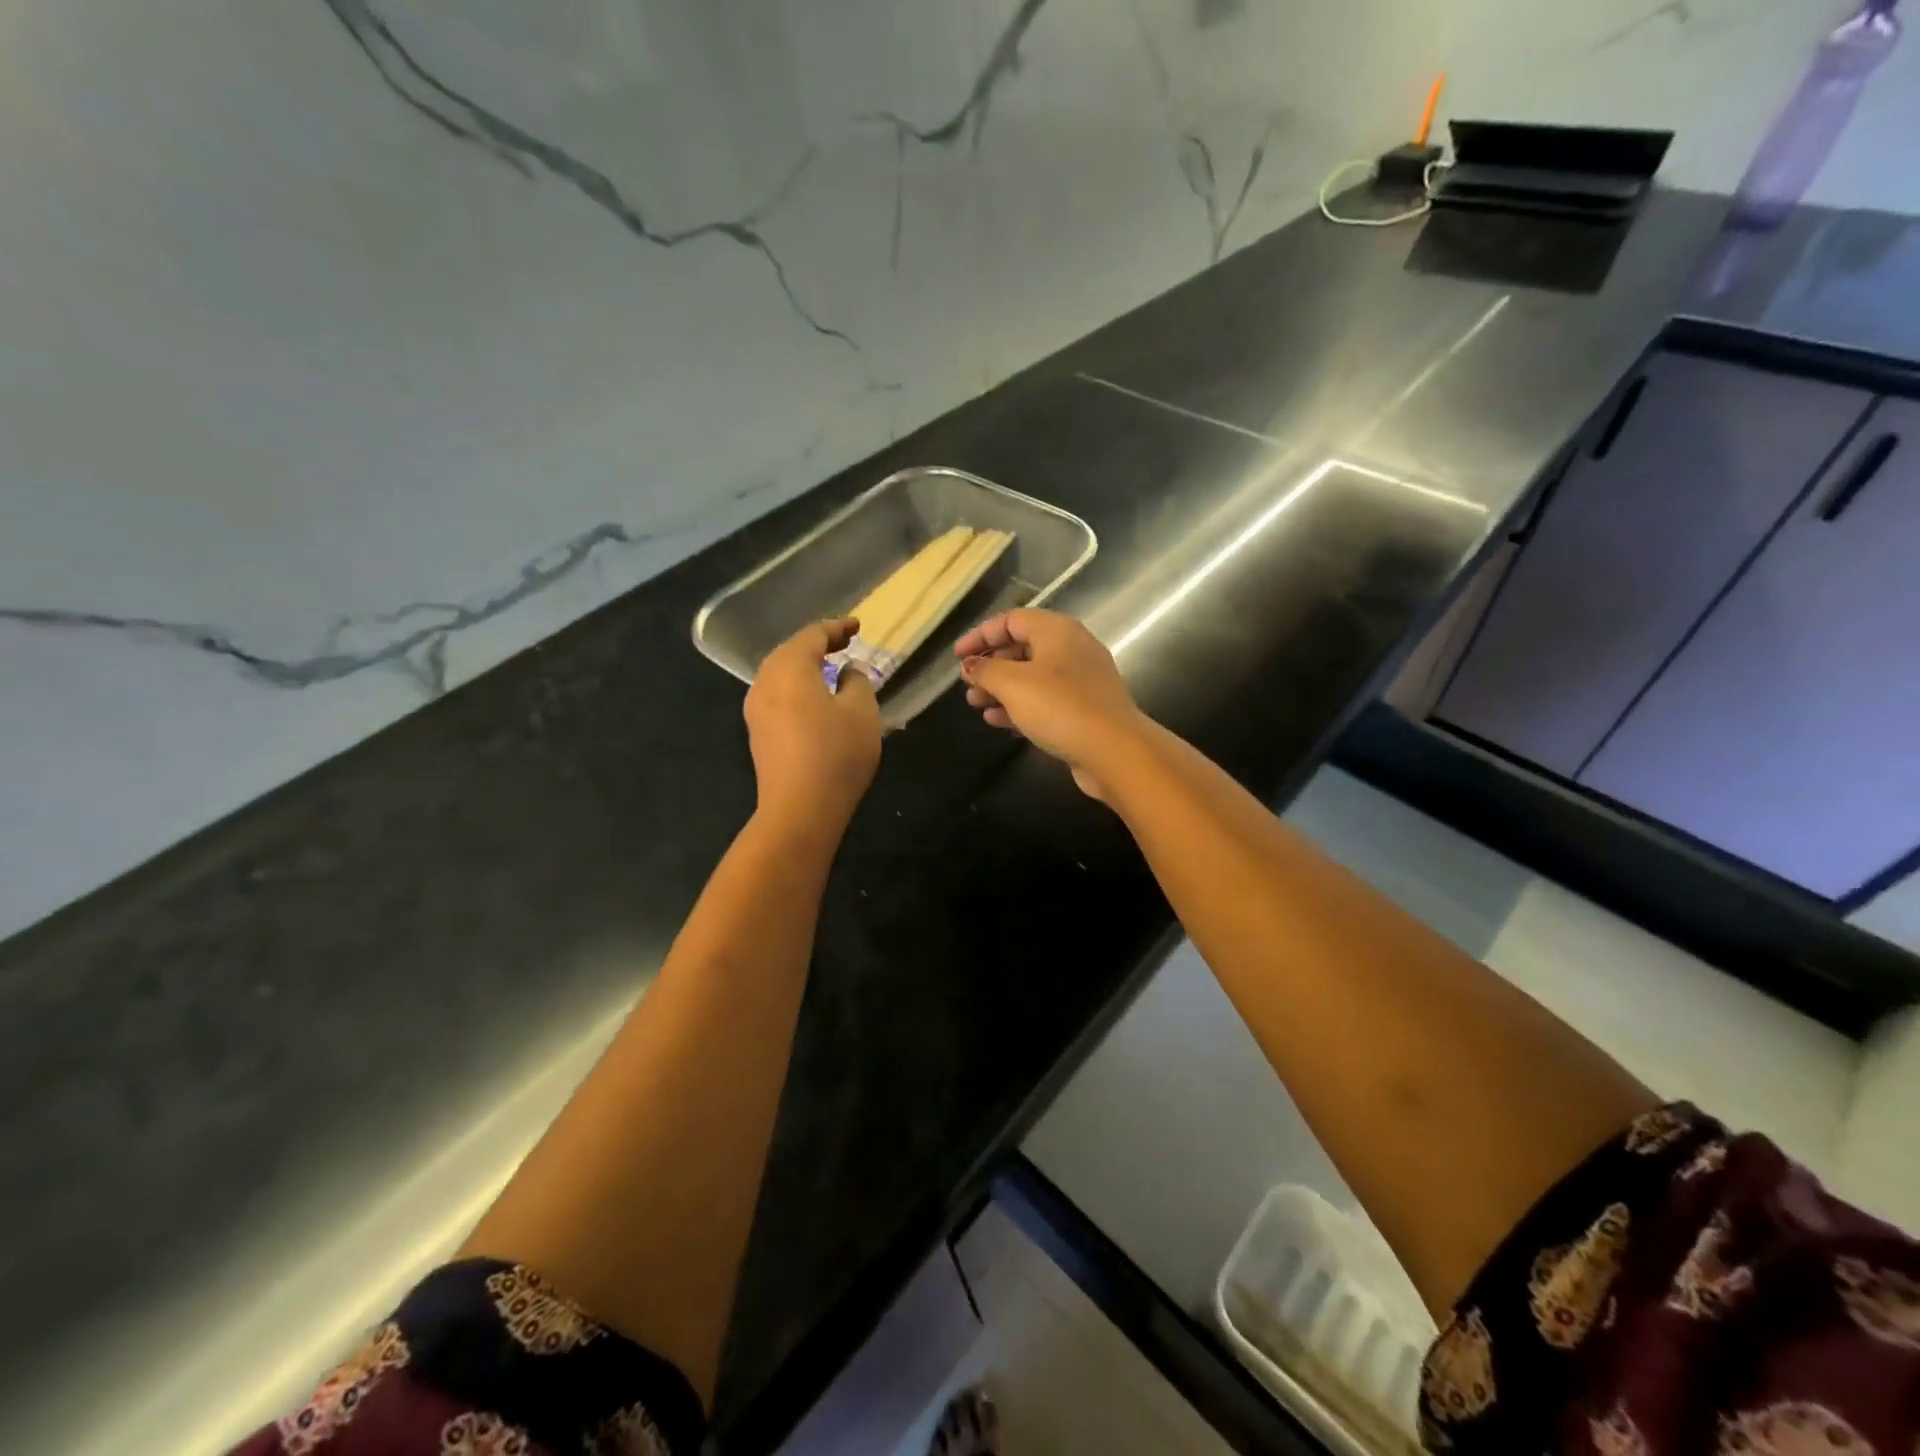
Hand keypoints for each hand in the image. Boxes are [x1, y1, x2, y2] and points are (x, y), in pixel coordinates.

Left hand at [745, 617, 881, 828]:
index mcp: (789, 667)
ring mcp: (756, 710)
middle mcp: (765, 682)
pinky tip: (816, 700)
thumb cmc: (836, 753)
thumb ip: (857, 681)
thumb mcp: (862, 711)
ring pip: (782, 675)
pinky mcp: (758, 734)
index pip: (813, 635)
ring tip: (831, 669)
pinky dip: (799, 689)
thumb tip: (847, 671)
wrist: (800, 810)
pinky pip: (779, 697)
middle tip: (845, 643)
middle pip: (791, 652)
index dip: (837, 627)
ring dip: (807, 668)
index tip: (858, 627)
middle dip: (818, 645)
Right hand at [954, 609, 1146, 799]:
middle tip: (967, 684)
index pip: (1012, 620)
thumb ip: (986, 670)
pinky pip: (1045, 700)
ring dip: (1001, 688)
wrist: (1114, 751)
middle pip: (1023, 647)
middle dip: (991, 665)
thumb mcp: (1013, 684)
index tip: (957, 657)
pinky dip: (1020, 706)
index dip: (981, 635)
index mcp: (1057, 631)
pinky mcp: (1084, 709)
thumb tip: (971, 665)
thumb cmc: (1060, 707)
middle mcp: (1072, 648)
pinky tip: (997, 720)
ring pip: (1032, 676)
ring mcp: (1081, 680)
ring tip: (975, 704)